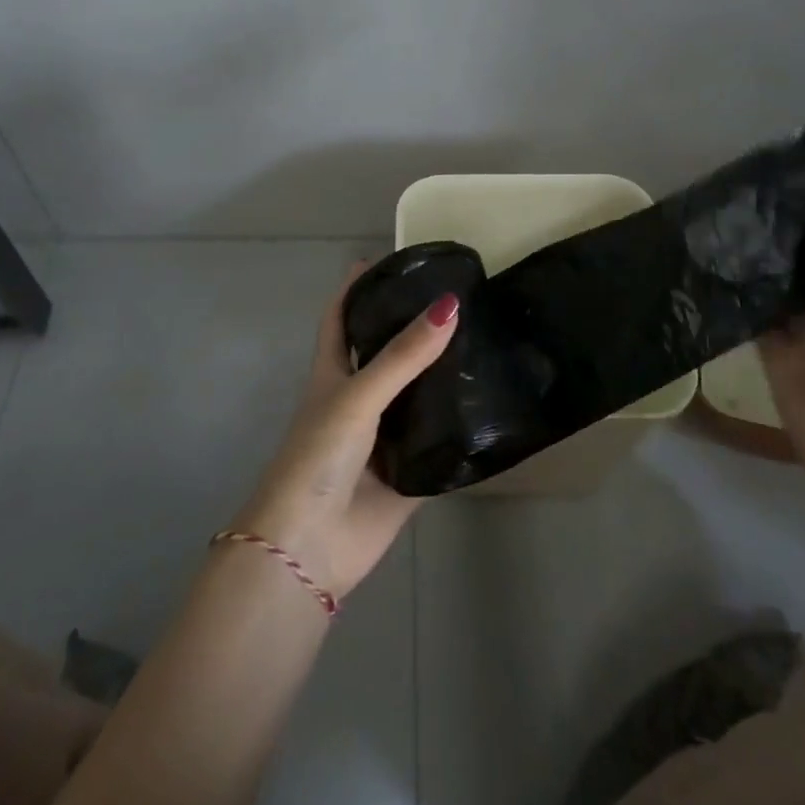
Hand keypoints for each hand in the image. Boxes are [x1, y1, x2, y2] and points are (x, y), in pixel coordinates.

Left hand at [230, 264, 459, 600]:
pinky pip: (441, 441)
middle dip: (417, 327)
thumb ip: (403, 356)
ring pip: (420, 395)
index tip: (389, 258)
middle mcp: (361, 398)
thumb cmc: (318, 457)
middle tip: (464, 296)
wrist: (310, 546)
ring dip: (446, 374)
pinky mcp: (411, 471)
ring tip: (490, 339)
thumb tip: (450, 305)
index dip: (358, 287)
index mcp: (334, 373)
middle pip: (389, 352)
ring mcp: (386, 436)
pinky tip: (495, 403)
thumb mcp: (357, 397)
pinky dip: (461, 425)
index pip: (343, 317)